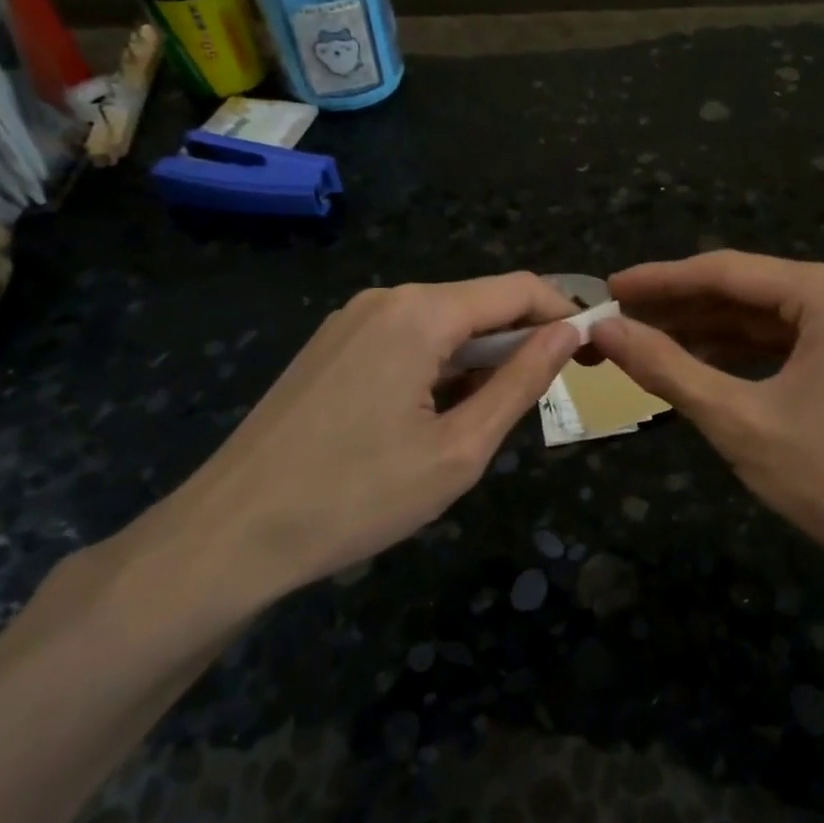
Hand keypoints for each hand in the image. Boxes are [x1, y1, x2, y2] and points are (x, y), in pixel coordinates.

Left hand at [133, 273, 579, 614]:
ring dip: (479, 358)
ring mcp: (350, 321)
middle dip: (522, 340)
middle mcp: (385, 299)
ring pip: (442, 324)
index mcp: (421, 313)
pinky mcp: (330, 347)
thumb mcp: (459, 449)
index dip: (563, 314)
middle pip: (478, 303)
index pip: (518, 289)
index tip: (592, 354)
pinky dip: (439, 366)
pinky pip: (405, 340)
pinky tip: (434, 416)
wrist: (231, 533)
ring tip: (486, 419)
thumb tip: (568, 333)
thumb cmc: (358, 497)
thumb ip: (520, 383)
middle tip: (551, 395)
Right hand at [591, 252, 823, 586]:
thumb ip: (666, 367)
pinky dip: (738, 355)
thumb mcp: (737, 419)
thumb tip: (605, 330)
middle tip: (618, 319)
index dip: (661, 281)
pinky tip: (694, 364)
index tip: (610, 288)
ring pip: (762, 319)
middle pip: (746, 292)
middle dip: (681, 308)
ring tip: (643, 341)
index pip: (727, 272)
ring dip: (705, 332)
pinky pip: (784, 344)